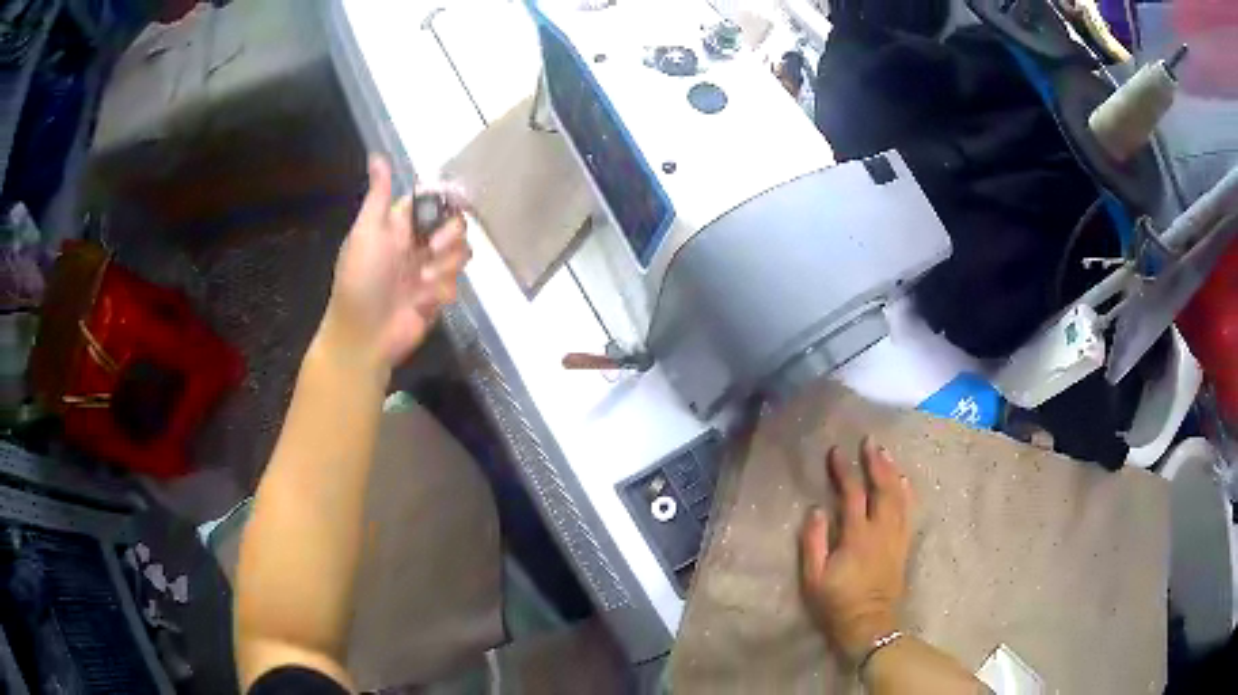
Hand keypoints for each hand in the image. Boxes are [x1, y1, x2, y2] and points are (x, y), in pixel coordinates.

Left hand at [323, 154, 470, 369]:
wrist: (364, 335)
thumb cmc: (360, 280)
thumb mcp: (366, 232)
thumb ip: (379, 196)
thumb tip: (376, 156)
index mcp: (399, 225)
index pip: (432, 200)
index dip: (447, 197)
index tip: (457, 199)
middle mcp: (417, 243)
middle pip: (454, 224)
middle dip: (450, 235)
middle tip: (431, 249)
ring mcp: (428, 270)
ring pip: (461, 252)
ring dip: (445, 265)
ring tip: (423, 282)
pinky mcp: (438, 295)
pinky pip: (456, 283)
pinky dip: (441, 291)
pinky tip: (422, 302)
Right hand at [799, 438, 915, 662]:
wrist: (869, 624)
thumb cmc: (836, 602)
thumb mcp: (813, 577)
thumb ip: (813, 541)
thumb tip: (816, 509)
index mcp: (857, 536)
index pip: (852, 494)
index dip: (844, 471)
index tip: (836, 452)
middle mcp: (881, 530)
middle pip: (882, 488)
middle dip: (876, 462)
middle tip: (869, 441)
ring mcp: (896, 537)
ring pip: (899, 496)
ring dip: (892, 471)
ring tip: (885, 453)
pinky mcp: (903, 545)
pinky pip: (909, 511)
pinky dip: (907, 492)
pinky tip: (904, 480)